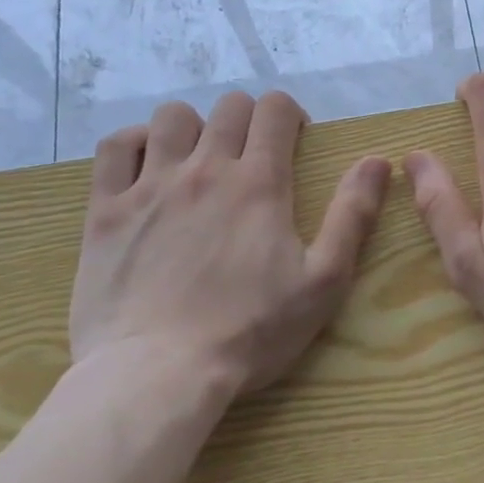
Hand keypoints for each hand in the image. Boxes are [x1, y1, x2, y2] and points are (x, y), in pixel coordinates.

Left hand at [69, 91, 390, 397]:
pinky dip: (135, 143)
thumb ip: (353, 214)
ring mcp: (150, 186)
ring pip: (171, 117)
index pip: (275, 109)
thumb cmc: (250, 330)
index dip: (290, 115)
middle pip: (229, 106)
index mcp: (260, 182)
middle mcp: (205, 168)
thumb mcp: (324, 280)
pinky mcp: (105, 211)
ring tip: (200, 159)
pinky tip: (147, 165)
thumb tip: (378, 160)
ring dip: (194, 127)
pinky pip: (115, 146)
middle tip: (254, 155)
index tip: (295, 142)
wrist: (156, 375)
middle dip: (249, 119)